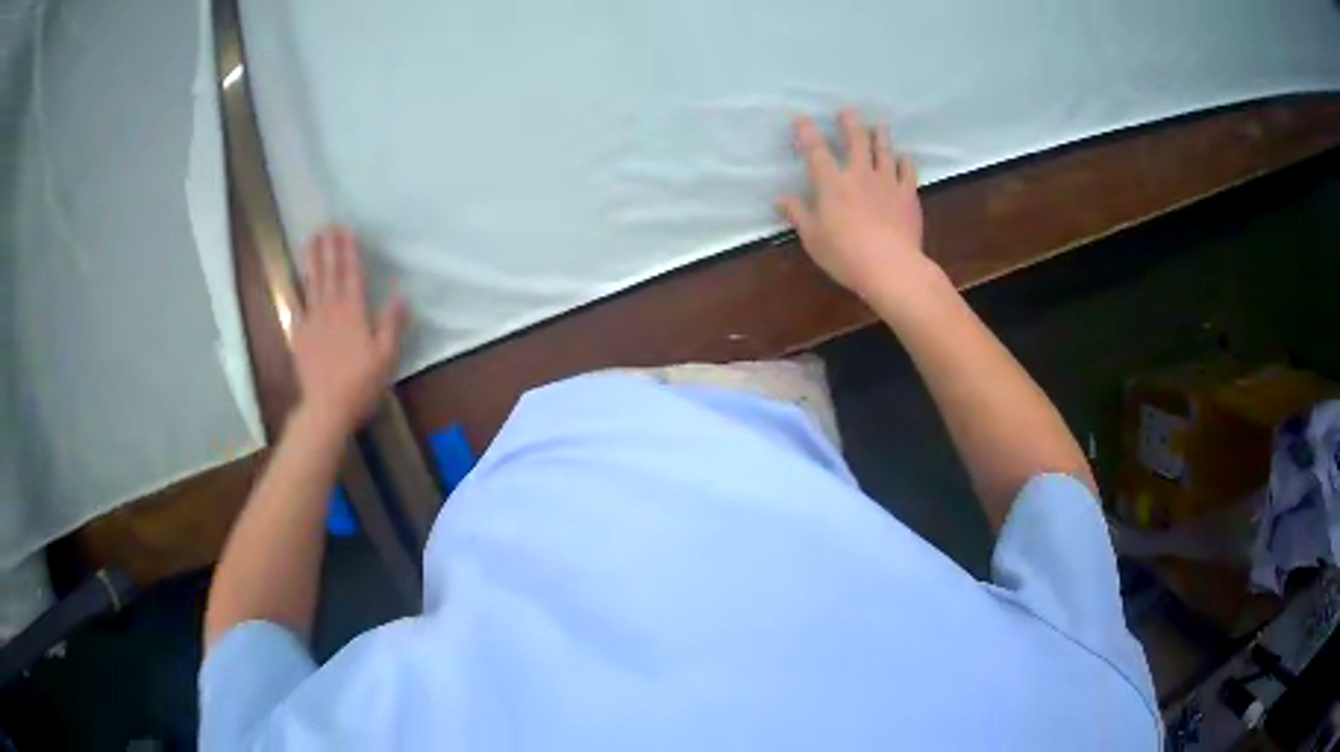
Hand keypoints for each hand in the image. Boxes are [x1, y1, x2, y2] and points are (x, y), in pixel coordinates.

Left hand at [291, 227, 406, 430]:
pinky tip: (295, 281)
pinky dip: (296, 291)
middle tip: (327, 226)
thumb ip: (392, 324)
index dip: (350, 251)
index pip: (352, 274)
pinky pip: (296, 307)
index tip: (347, 230)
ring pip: (312, 283)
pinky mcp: (299, 335)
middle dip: (329, 247)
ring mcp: (311, 321)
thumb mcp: (386, 357)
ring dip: (312, 260)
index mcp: (353, 312)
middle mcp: (331, 309)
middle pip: (330, 272)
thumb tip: (401, 295)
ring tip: (311, 240)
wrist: (326, 407)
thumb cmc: (360, 384)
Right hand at [778, 110, 935, 299]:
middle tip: (848, 112)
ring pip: (884, 150)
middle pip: (856, 140)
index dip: (807, 132)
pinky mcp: (908, 195)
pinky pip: (908, 171)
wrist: (891, 266)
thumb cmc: (845, 254)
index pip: (816, 150)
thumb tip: (782, 199)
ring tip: (879, 126)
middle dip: (850, 123)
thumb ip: (799, 214)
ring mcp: (887, 182)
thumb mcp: (813, 238)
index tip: (802, 118)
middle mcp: (859, 174)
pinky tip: (904, 158)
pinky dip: (905, 162)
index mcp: (832, 183)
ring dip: (880, 136)